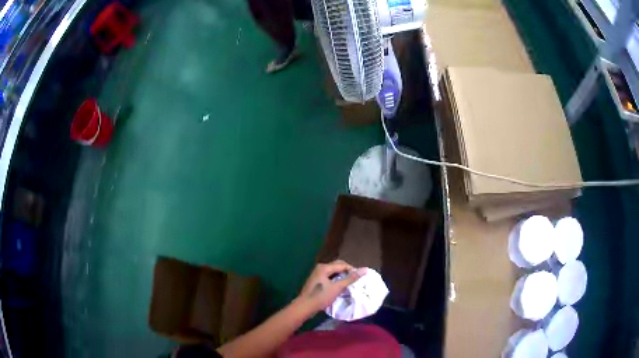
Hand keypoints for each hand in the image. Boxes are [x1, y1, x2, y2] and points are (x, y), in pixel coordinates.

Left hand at [297, 260, 365, 313]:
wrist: (304, 307)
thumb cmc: (321, 297)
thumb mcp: (337, 287)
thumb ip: (351, 279)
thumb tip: (365, 269)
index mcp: (324, 267)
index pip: (343, 264)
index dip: (352, 270)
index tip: (360, 278)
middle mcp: (320, 268)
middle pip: (337, 266)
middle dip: (347, 272)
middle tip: (355, 281)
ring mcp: (317, 274)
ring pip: (333, 272)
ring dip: (341, 277)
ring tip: (349, 284)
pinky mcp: (316, 281)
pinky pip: (329, 277)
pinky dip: (336, 280)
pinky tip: (340, 287)